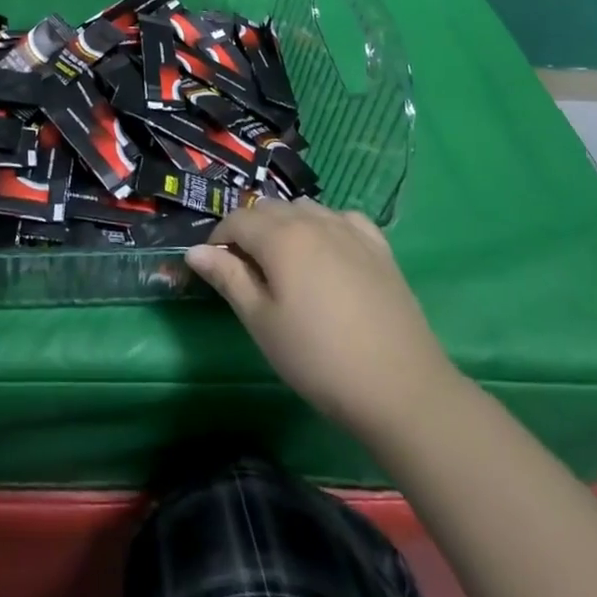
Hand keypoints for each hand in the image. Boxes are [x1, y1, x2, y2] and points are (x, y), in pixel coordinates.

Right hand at [186, 199, 455, 446]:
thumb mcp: (262, 323)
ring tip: (287, 266)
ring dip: (286, 226)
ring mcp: (349, 228)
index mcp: (280, 235)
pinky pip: (341, 218)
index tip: (216, 269)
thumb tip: (195, 250)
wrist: (401, 387)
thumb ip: (228, 278)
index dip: (219, 239)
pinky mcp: (378, 245)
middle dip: (250, 231)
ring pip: (305, 209)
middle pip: (270, 209)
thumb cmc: (319, 359)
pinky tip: (329, 253)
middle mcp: (313, 219)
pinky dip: (325, 226)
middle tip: (249, 274)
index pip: (237, 219)